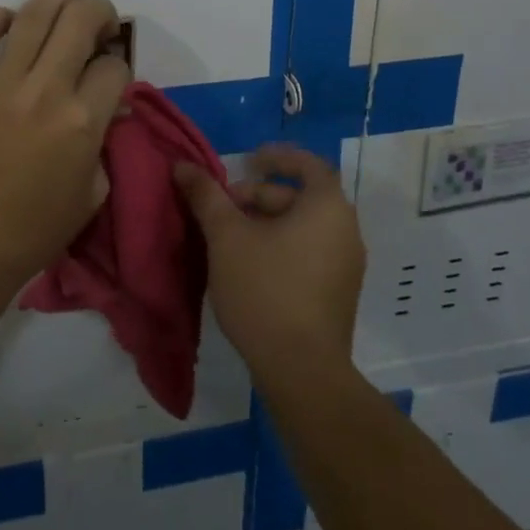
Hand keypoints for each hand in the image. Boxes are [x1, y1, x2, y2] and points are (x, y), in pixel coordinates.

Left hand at [0, 0, 129, 301]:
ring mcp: (0, 83)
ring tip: (66, 7)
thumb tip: (105, 107)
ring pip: (34, 13)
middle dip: (101, 12)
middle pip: (81, 19)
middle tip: (100, 25)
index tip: (112, 77)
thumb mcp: (92, 193)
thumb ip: (104, 143)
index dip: (120, 66)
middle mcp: (45, 89)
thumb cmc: (34, 231)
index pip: (115, 66)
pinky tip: (10, 21)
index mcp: (82, 120)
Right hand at [173, 145, 365, 381]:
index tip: (246, 162)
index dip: (276, 157)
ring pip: (303, 227)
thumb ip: (206, 196)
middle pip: (300, 197)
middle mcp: (346, 230)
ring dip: (266, 223)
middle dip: (259, 196)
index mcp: (328, 207)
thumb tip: (182, 165)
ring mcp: (347, 266)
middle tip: (223, 209)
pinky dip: (281, 247)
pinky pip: (309, 253)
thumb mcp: (226, 236)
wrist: (302, 372)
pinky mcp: (339, 294)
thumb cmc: (265, 289)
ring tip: (229, 239)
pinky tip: (249, 267)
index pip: (308, 164)